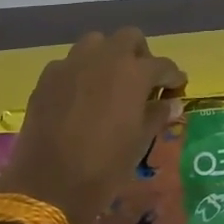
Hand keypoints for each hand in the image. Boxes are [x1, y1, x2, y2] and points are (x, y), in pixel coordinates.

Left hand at [0, 28, 184, 223]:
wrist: (49, 184)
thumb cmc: (106, 165)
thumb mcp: (140, 141)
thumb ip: (158, 114)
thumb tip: (172, 103)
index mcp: (134, 72)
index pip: (163, 65)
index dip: (173, 78)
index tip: (176, 89)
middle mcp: (104, 57)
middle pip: (129, 38)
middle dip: (140, 55)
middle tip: (142, 82)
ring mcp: (72, 64)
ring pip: (96, 43)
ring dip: (108, 57)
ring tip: (110, 84)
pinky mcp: (47, 78)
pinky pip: (70, 64)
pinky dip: (81, 73)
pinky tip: (81, 99)